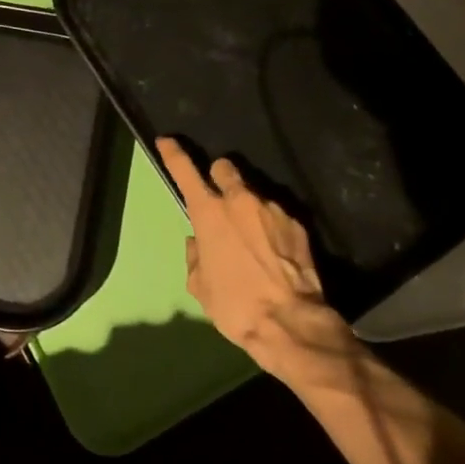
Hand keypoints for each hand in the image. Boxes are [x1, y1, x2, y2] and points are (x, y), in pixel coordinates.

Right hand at [156, 137, 362, 386]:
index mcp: (209, 213)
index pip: (184, 171)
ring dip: (248, 208)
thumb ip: (195, 256)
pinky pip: (277, 216)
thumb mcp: (200, 286)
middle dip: (219, 178)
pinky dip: (271, 227)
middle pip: (225, 168)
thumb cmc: (235, 304)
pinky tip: (275, 252)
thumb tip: (198, 244)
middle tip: (220, 200)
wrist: (290, 322)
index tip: (166, 141)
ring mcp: (272, 208)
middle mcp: (240, 200)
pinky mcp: (298, 223)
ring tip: (253, 240)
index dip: (173, 153)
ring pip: (254, 194)